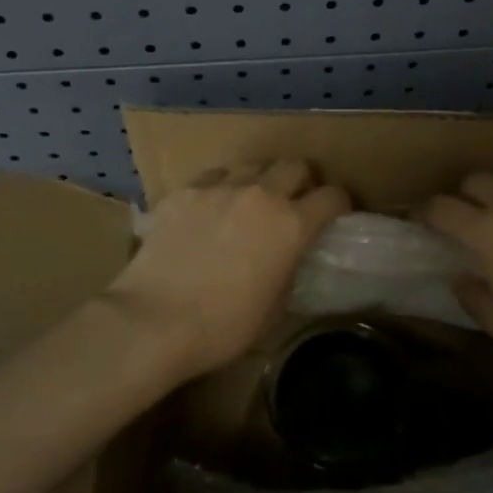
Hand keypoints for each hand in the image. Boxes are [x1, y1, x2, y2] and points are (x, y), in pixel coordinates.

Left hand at [104, 159, 350, 377]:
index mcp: (291, 225)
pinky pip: (212, 177)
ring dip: (260, 180)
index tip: (334, 216)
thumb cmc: (222, 327)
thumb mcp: (274, 307)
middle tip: (293, 204)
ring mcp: (218, 187)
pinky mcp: (184, 191)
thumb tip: (289, 254)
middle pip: (295, 165)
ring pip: (252, 164)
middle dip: (302, 182)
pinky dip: (220, 189)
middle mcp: (260, 194)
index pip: (332, 197)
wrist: (152, 321)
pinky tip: (209, 211)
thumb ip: (289, 269)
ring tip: (249, 202)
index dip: (339, 205)